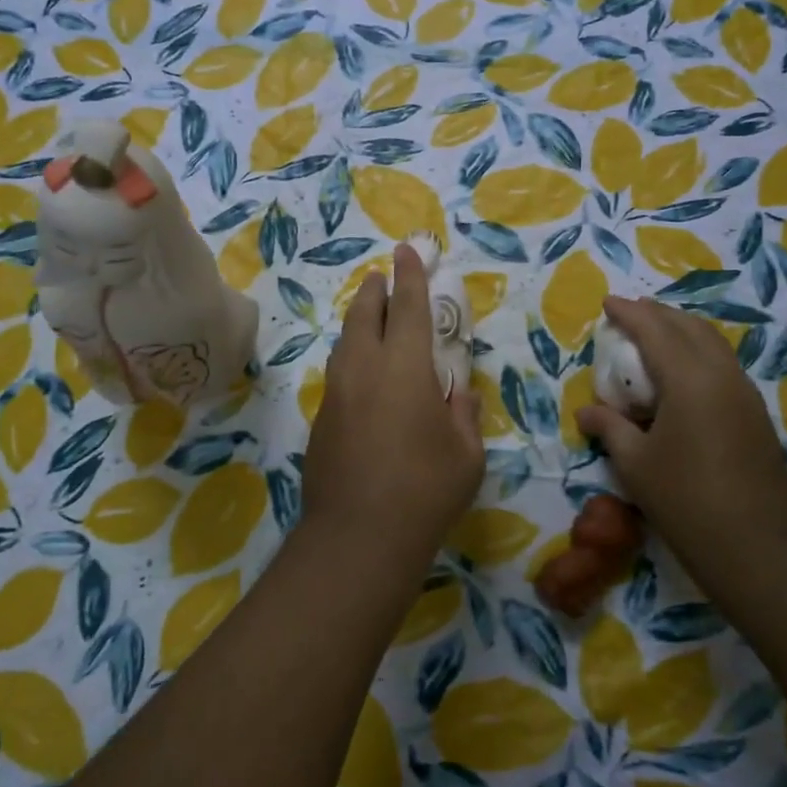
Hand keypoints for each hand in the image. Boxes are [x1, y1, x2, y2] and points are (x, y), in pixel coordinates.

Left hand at [300, 244, 483, 556]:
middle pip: (365, 314)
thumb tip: (456, 392)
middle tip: (382, 277)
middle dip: (375, 290)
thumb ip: (461, 413)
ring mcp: (336, 393)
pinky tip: (361, 375)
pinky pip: (338, 373)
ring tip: (369, 315)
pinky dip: (351, 358)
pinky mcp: (321, 419)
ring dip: (359, 321)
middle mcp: (364, 368)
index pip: (408, 306)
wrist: (357, 536)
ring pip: (345, 342)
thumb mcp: (465, 454)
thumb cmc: (425, 491)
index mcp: (405, 366)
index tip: (407, 250)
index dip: (410, 275)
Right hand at [576, 296, 786, 572]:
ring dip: (680, 331)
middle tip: (629, 314)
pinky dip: (697, 352)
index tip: (607, 302)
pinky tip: (681, 373)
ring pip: (712, 343)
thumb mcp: (634, 464)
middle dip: (657, 314)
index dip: (629, 313)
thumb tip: (586, 411)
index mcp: (689, 380)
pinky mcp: (755, 414)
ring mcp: (745, 393)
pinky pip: (722, 364)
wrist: (758, 548)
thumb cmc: (685, 501)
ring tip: (654, 336)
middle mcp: (722, 375)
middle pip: (689, 327)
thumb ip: (609, 428)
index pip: (655, 330)